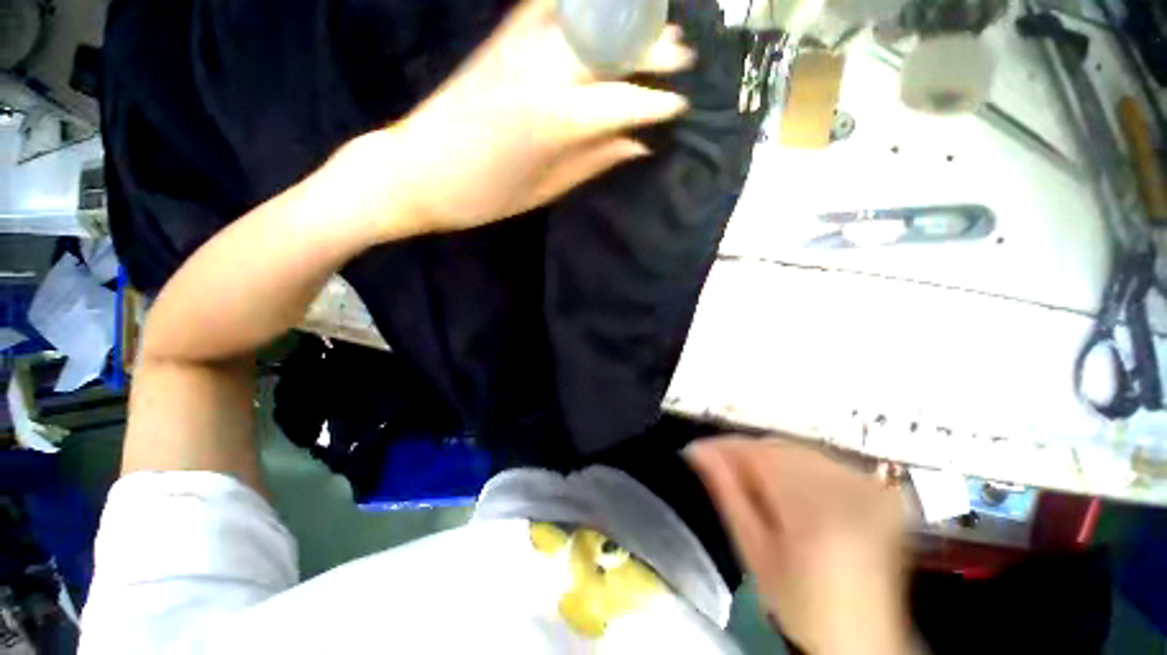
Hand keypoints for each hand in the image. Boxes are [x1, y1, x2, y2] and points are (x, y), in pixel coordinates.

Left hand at [366, 0, 693, 236]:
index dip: (657, 103)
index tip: (679, 106)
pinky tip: (599, 9)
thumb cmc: (484, 195)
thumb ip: (594, 162)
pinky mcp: (500, 38)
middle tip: (682, 56)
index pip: (626, 101)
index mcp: (559, 120)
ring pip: (589, 16)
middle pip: (615, 46)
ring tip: (653, 25)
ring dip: (627, 18)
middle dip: (654, 49)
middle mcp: (545, 71)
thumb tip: (638, 144)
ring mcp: (520, 46)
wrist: (416, 170)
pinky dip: (581, 4)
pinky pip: (548, 4)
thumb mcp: (546, 190)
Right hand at [686, 437, 909, 654]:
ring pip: (797, 448)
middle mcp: (846, 489)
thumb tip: (698, 451)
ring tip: (747, 477)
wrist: (862, 635)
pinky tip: (782, 484)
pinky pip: (820, 459)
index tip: (697, 449)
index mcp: (814, 511)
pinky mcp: (875, 489)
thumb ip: (727, 493)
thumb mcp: (754, 552)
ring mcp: (866, 487)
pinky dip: (793, 463)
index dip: (723, 446)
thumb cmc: (799, 604)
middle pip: (778, 446)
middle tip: (717, 464)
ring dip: (766, 456)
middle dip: (743, 451)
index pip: (757, 453)